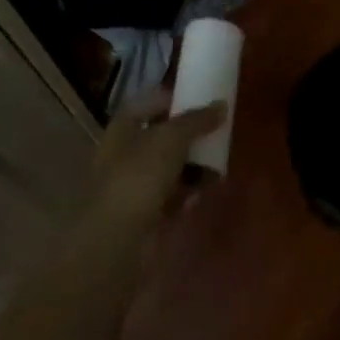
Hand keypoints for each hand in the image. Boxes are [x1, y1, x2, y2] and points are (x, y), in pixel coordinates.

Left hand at [88, 87, 225, 233]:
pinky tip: (205, 191)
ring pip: (168, 169)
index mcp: (122, 129)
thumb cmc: (139, 176)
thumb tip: (221, 105)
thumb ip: (197, 120)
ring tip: (218, 164)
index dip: (171, 100)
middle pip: (160, 138)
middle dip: (188, 137)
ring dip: (192, 166)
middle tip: (215, 133)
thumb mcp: (172, 138)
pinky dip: (187, 193)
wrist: (118, 238)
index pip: (147, 105)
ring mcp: (133, 186)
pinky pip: (171, 197)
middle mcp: (124, 154)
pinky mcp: (144, 214)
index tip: (199, 101)